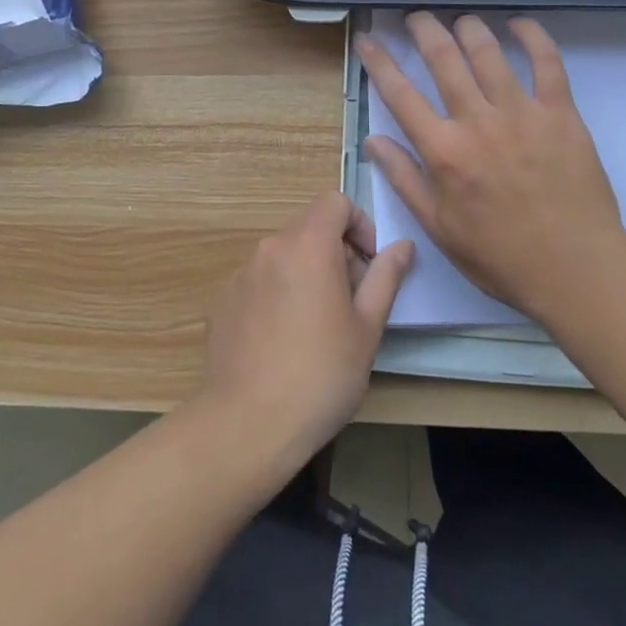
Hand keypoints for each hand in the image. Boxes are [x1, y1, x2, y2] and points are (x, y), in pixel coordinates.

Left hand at [197, 192, 413, 463]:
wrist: (247, 423)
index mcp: (308, 246)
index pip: (335, 202)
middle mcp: (270, 248)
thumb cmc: (321, 374)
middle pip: (309, 228)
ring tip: (316, 326)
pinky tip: (282, 340)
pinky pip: (260, 280)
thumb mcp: (367, 328)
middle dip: (336, 253)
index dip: (359, 225)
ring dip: (307, 273)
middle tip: (350, 303)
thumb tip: (402, 246)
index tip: (368, 266)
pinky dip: (278, 293)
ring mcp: (241, 273)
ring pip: (284, 256)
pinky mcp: (222, 300)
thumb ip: (385, 277)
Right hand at [356, 12, 625, 322]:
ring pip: (488, 52)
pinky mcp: (560, 113)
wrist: (574, 268)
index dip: (379, 61)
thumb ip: (404, 179)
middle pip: (443, 59)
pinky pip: (547, 62)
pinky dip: (533, 37)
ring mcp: (521, 113)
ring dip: (469, 28)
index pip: (400, 94)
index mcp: (443, 151)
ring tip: (460, 20)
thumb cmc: (500, 256)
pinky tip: (519, 25)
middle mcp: (477, 122)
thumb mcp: (439, 227)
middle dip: (424, 29)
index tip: (369, 38)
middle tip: (417, 16)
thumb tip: (374, 140)